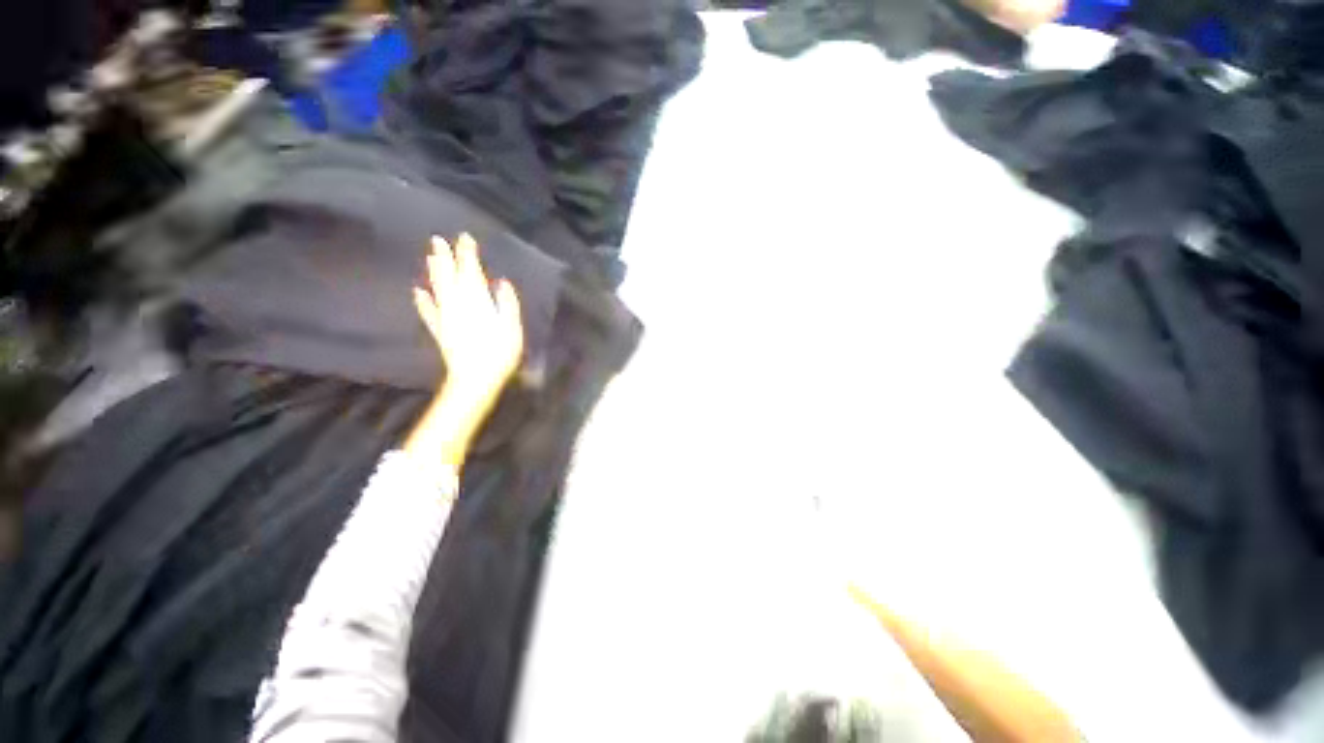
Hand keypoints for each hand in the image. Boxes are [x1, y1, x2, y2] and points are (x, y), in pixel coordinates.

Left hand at [406, 233, 523, 468]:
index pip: (471, 271)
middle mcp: (457, 303)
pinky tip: (417, 292)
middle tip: (437, 240)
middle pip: (449, 275)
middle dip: (444, 257)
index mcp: (477, 300)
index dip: (468, 254)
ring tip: (429, 257)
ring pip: (437, 288)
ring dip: (433, 272)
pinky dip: (422, 301)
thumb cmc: (500, 353)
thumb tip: (501, 283)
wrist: (476, 379)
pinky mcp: (439, 330)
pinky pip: (428, 312)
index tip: (465, 238)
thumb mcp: (512, 327)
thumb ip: (507, 303)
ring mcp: (445, 317)